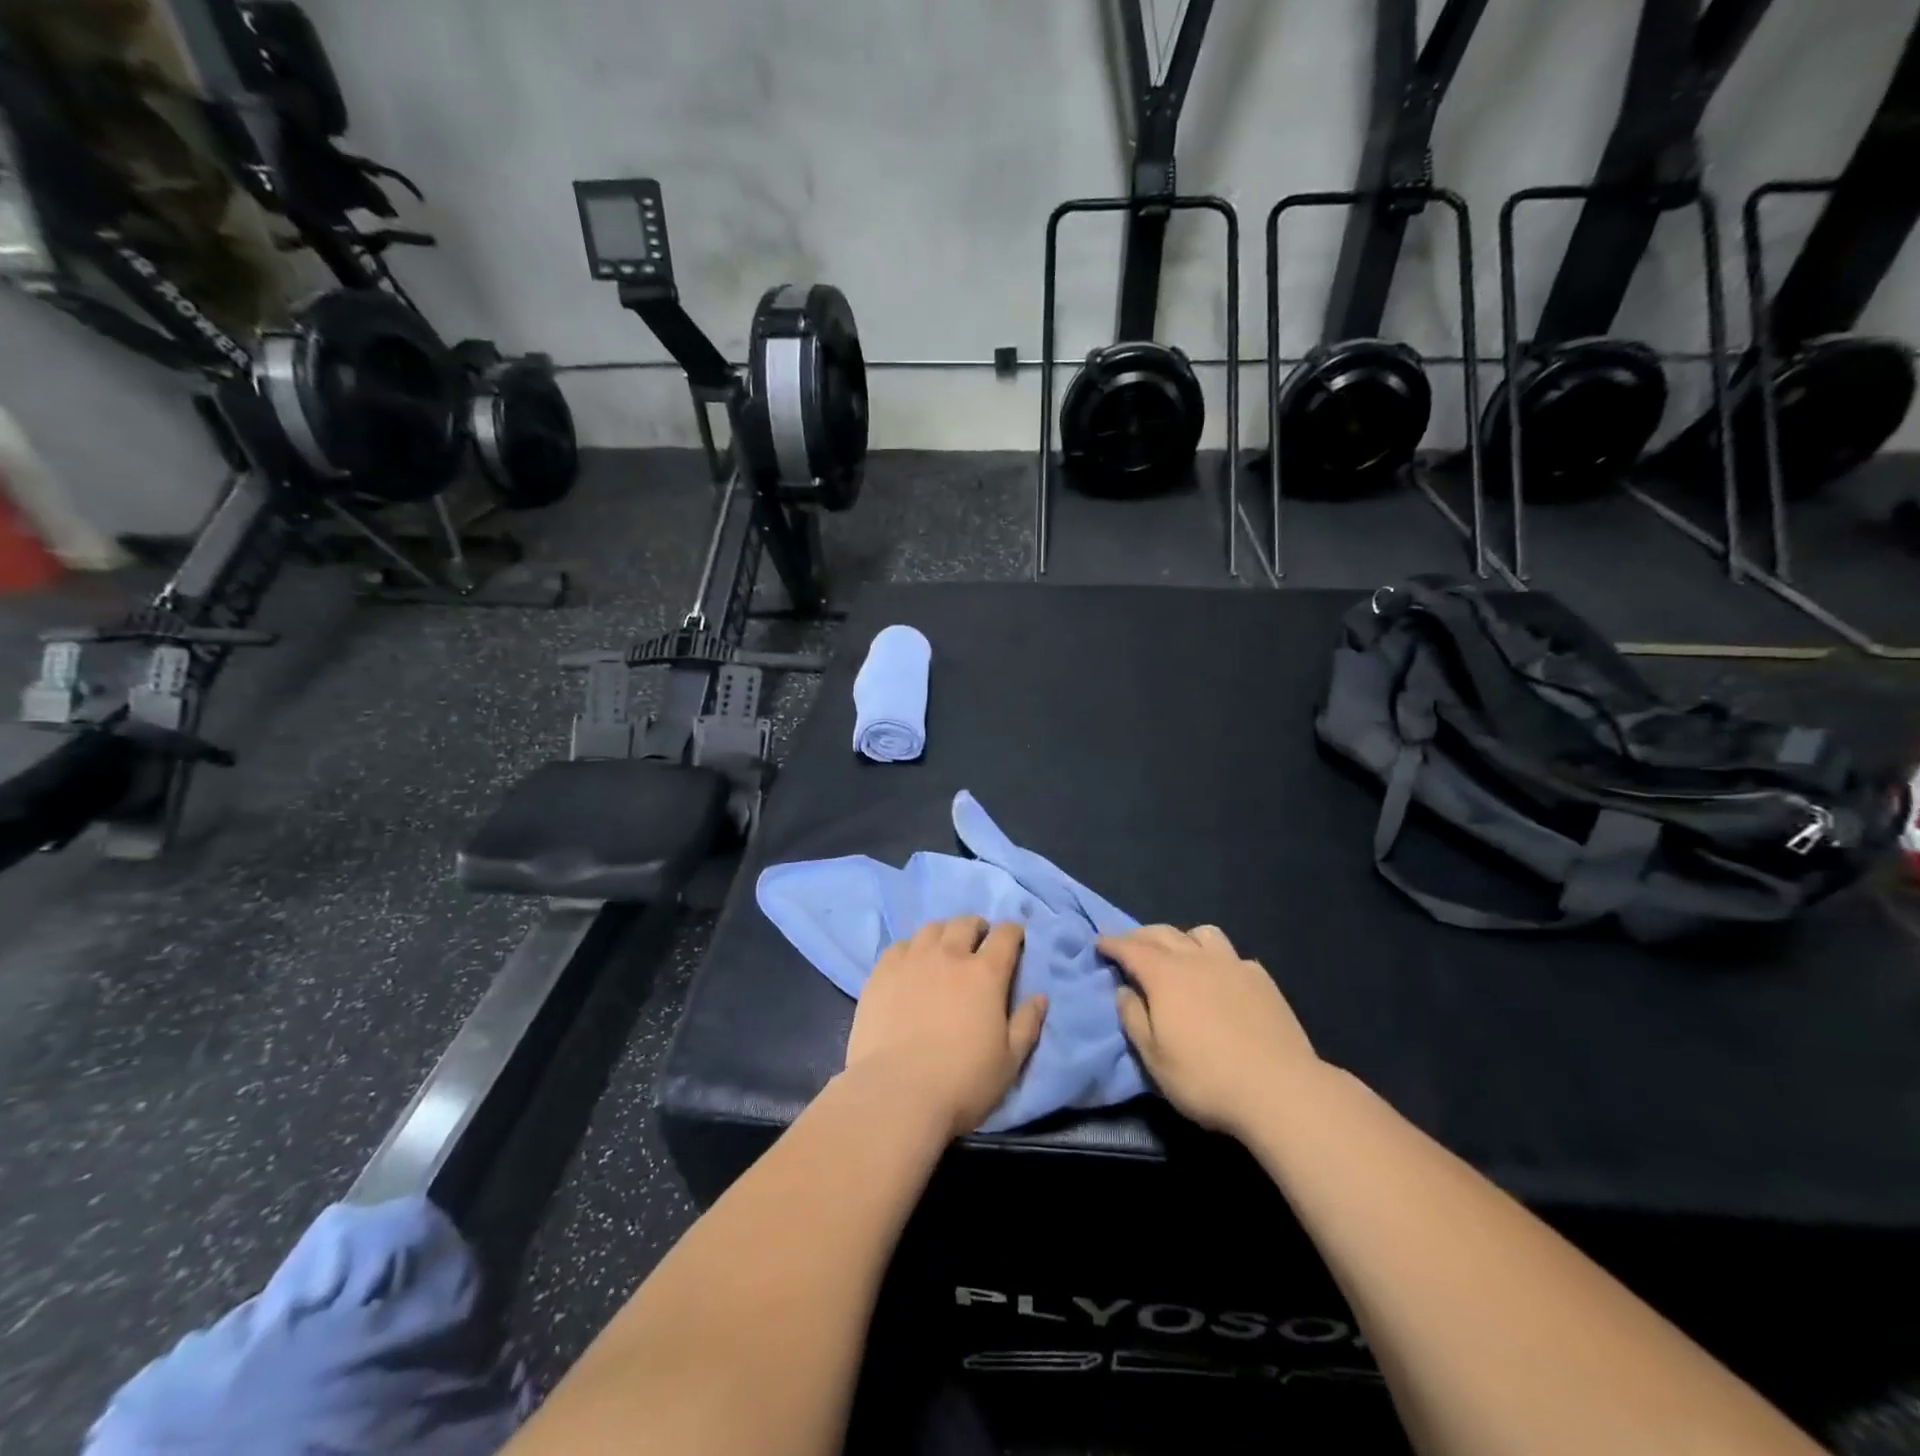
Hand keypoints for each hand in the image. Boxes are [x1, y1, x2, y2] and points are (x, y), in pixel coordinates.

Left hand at [844, 917, 1047, 1136]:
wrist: (897, 1092)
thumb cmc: (962, 1082)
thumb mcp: (1009, 1061)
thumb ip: (1027, 1024)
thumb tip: (1040, 997)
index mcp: (985, 974)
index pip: (1005, 935)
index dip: (1013, 932)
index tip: (1015, 939)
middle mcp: (949, 955)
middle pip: (966, 924)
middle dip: (978, 928)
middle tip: (979, 941)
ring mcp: (912, 960)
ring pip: (932, 928)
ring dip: (945, 933)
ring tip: (945, 948)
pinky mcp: (882, 972)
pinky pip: (900, 945)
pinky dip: (912, 948)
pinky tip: (911, 964)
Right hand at [1099, 924, 1319, 1138]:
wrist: (1280, 1090)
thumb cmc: (1206, 1079)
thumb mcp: (1154, 1058)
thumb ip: (1133, 1018)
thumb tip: (1124, 990)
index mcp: (1165, 975)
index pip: (1131, 948)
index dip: (1112, 943)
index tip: (1099, 943)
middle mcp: (1196, 959)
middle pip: (1162, 933)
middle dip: (1140, 936)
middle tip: (1128, 945)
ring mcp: (1233, 965)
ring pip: (1202, 933)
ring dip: (1181, 938)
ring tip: (1177, 954)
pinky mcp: (1262, 979)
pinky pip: (1232, 955)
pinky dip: (1216, 958)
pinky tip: (1220, 978)